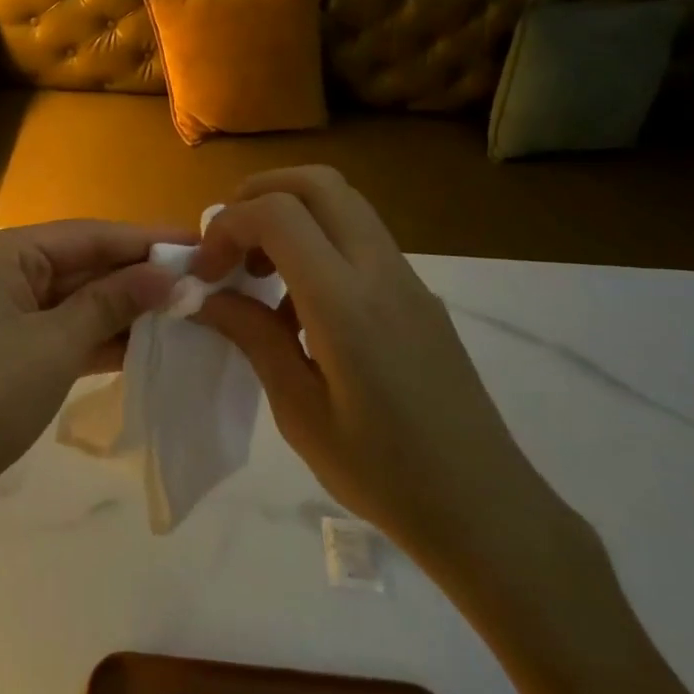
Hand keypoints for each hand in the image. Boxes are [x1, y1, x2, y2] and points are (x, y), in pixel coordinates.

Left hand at [0, 221, 178, 529]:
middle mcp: (4, 271)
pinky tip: (148, 343)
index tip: (200, 243)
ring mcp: (7, 313)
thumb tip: (171, 274)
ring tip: (187, 311)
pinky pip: (66, 331)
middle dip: (138, 275)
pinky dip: (102, 337)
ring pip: (77, 299)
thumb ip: (113, 303)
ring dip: (125, 308)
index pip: (88, 234)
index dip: (145, 240)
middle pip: (83, 264)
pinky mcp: (12, 350)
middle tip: (202, 281)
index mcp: (5, 253)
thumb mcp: (56, 344)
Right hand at [191, 166, 561, 575]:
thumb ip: (253, 337)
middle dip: (259, 194)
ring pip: (342, 203)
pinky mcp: (419, 295)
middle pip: (317, 183)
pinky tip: (301, 307)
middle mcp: (381, 272)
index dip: (228, 225)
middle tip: (229, 243)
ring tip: (260, 274)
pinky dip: (318, 242)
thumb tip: (206, 295)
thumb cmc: (385, 474)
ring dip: (290, 215)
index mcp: (346, 304)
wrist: (488, 511)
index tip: (206, 271)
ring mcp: (407, 279)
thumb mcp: (299, 412)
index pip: (278, 214)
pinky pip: (360, 238)